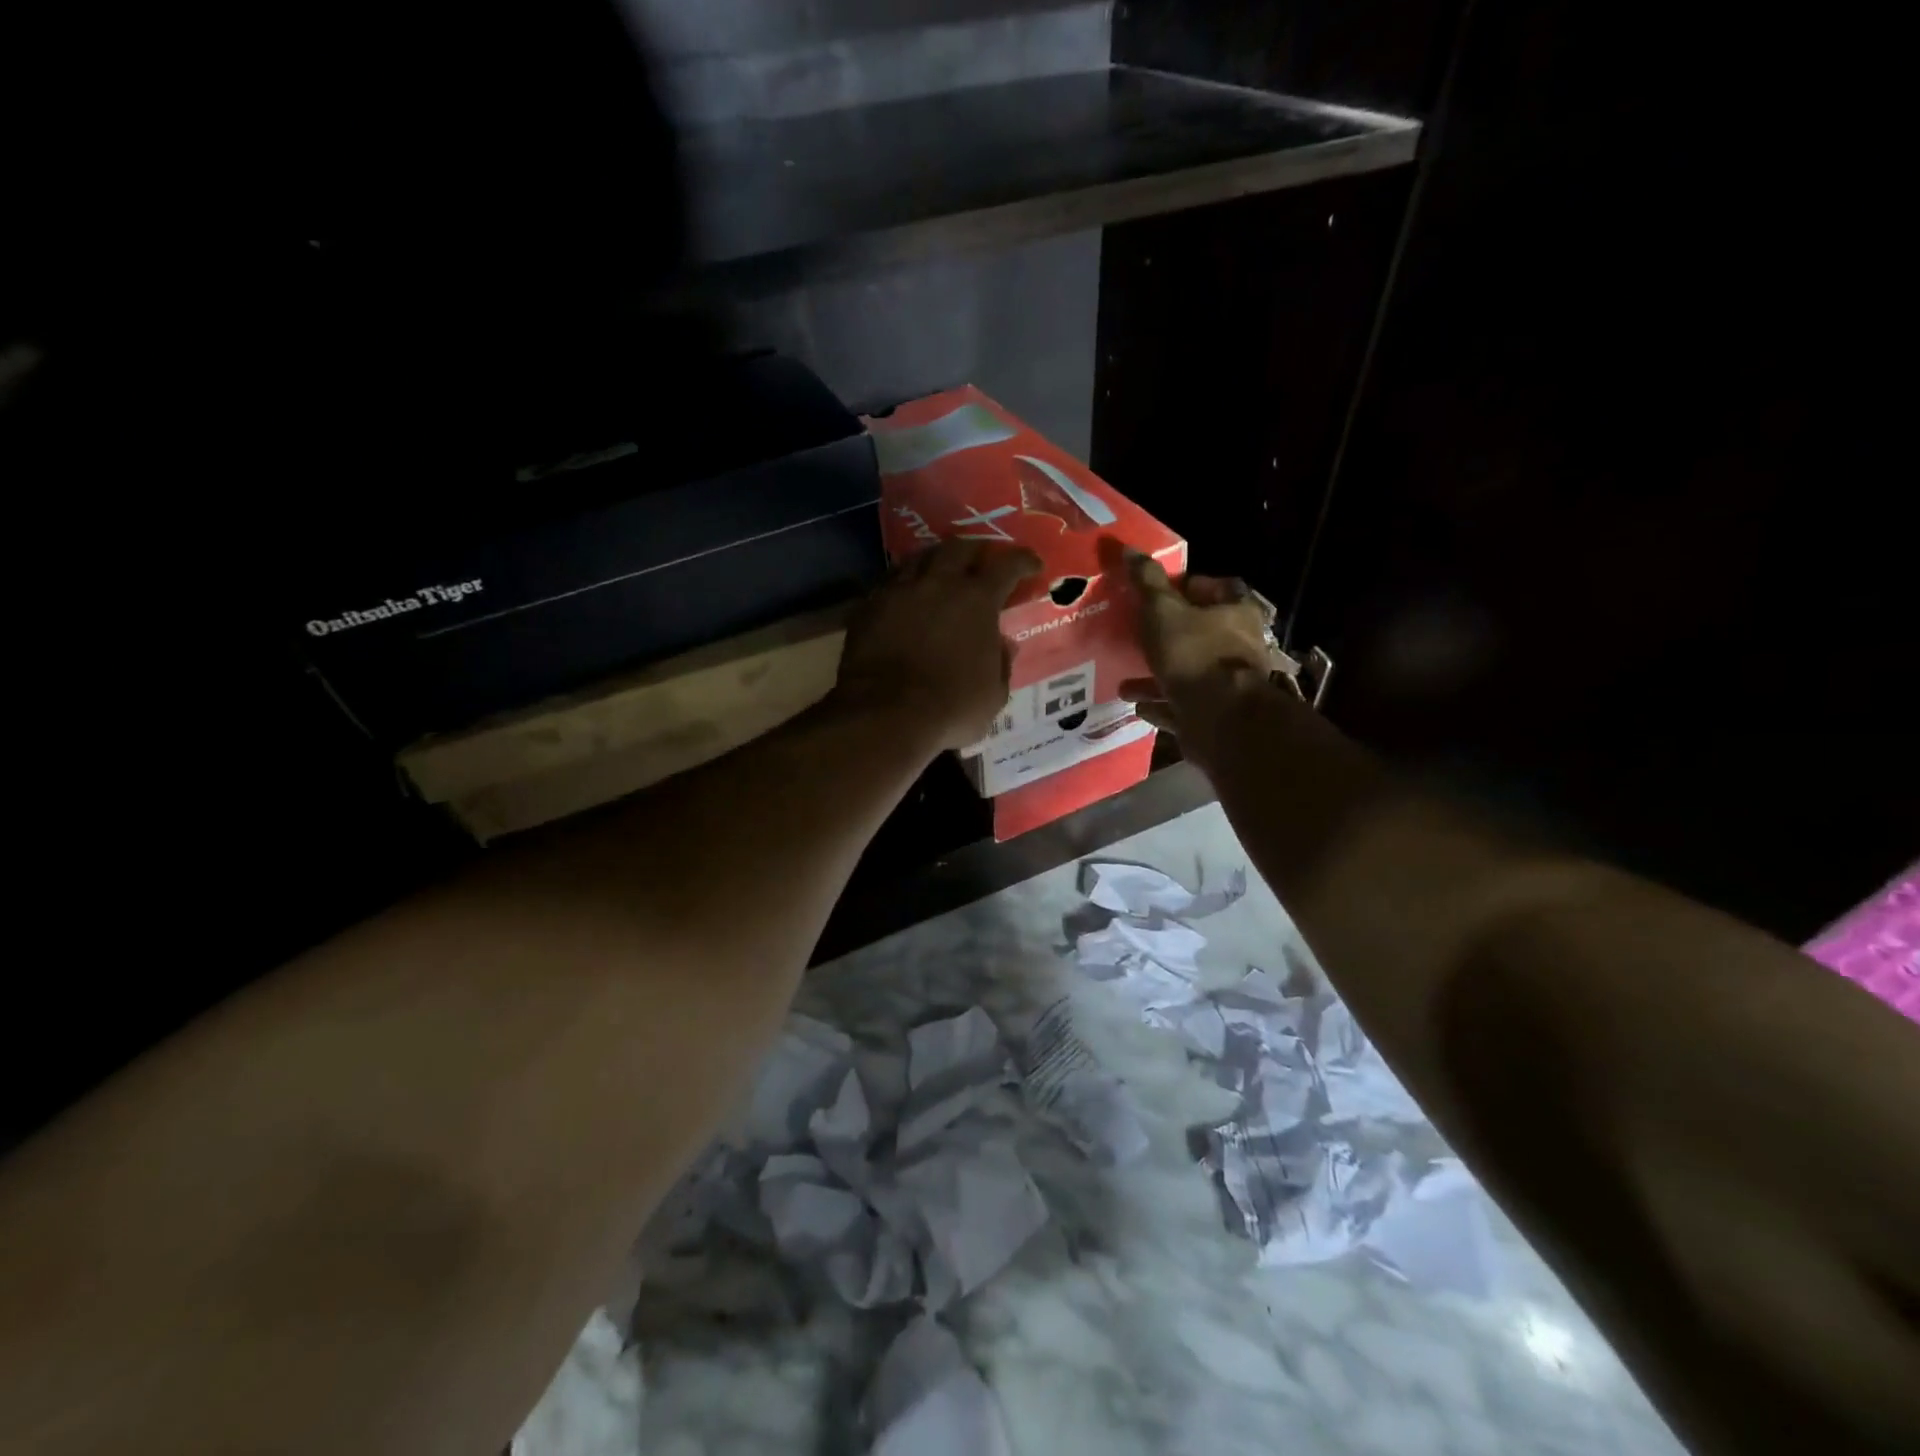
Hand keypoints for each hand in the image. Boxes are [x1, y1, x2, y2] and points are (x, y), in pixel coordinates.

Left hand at [833, 540, 1041, 752]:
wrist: (885, 714)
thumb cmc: (950, 709)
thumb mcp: (993, 695)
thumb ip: (1001, 664)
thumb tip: (1003, 644)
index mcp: (977, 600)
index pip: (1007, 565)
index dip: (1023, 560)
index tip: (1033, 564)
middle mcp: (939, 584)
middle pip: (959, 548)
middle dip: (976, 550)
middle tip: (982, 559)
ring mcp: (899, 591)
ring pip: (919, 558)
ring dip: (935, 560)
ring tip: (940, 570)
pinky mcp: (868, 606)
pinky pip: (889, 582)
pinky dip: (903, 583)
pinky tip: (904, 594)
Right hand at [1120, 551, 1278, 734]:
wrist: (1218, 719)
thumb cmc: (1193, 654)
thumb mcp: (1163, 610)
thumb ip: (1146, 582)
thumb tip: (1128, 548)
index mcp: (1235, 613)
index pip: (1218, 588)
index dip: (1189, 586)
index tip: (1159, 592)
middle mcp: (1237, 647)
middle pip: (1201, 633)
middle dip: (1167, 635)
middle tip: (1137, 634)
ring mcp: (1226, 684)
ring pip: (1187, 673)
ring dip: (1157, 675)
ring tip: (1125, 679)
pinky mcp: (1213, 715)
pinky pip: (1181, 706)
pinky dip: (1160, 703)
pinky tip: (1136, 704)